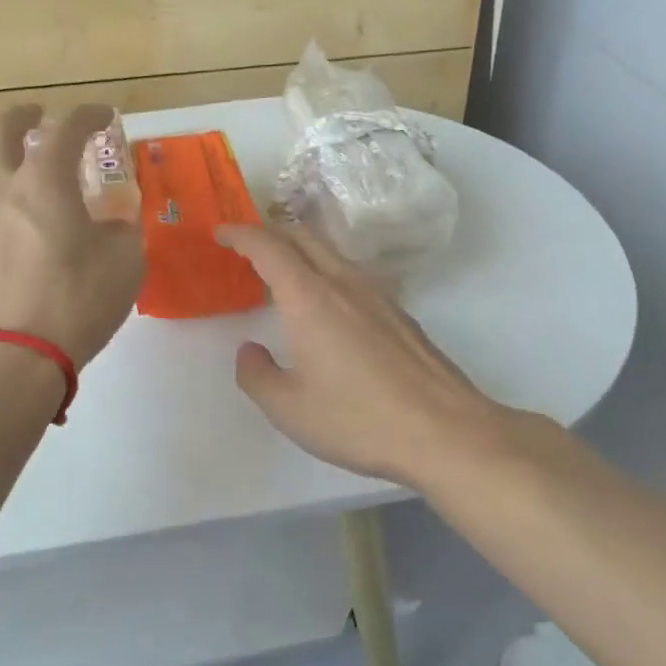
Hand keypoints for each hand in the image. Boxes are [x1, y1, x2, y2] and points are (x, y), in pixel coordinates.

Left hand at [0, 104, 144, 366]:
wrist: (13, 356)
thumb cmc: (76, 303)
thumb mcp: (125, 263)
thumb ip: (121, 229)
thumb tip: (110, 221)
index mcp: (44, 182)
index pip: (66, 128)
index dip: (88, 115)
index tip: (103, 116)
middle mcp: (0, 187)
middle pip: (1, 130)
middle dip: (25, 116)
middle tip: (42, 118)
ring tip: (5, 157)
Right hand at [217, 222, 507, 487]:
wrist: (445, 432)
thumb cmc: (358, 419)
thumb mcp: (288, 408)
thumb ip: (256, 374)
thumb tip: (249, 351)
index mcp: (309, 298)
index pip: (268, 246)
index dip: (240, 234)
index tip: (220, 233)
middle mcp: (344, 284)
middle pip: (303, 236)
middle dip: (269, 232)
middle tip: (245, 249)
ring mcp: (378, 296)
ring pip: (331, 253)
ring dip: (300, 252)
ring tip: (282, 277)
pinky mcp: (400, 314)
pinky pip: (353, 276)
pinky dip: (326, 274)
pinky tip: (326, 310)